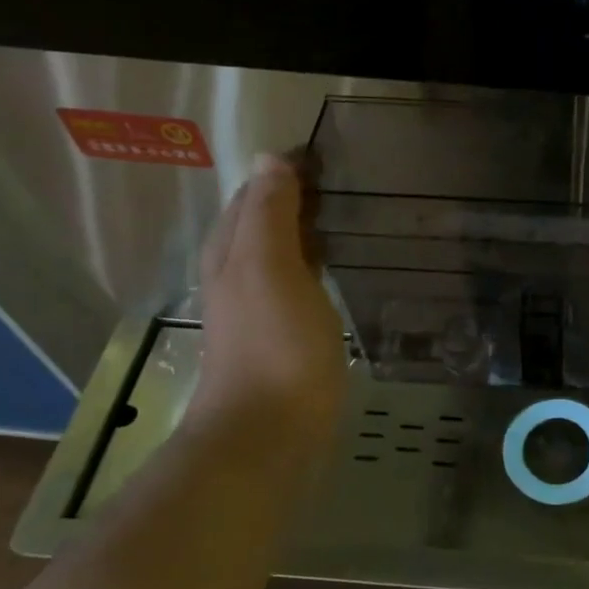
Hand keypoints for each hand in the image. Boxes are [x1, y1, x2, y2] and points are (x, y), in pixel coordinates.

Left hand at [187, 155, 345, 453]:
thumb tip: (269, 157)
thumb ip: (269, 212)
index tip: (335, 156)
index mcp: (232, 250)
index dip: (289, 170)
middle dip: (301, 195)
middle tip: (353, 181)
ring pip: (286, 250)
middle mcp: (241, 272)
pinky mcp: (288, 333)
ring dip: (312, 228)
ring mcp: (263, 305)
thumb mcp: (269, 267)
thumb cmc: (274, 345)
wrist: (269, 432)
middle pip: (267, 219)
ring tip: (356, 214)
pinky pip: (303, 280)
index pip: (256, 191)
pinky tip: (345, 266)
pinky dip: (320, 262)